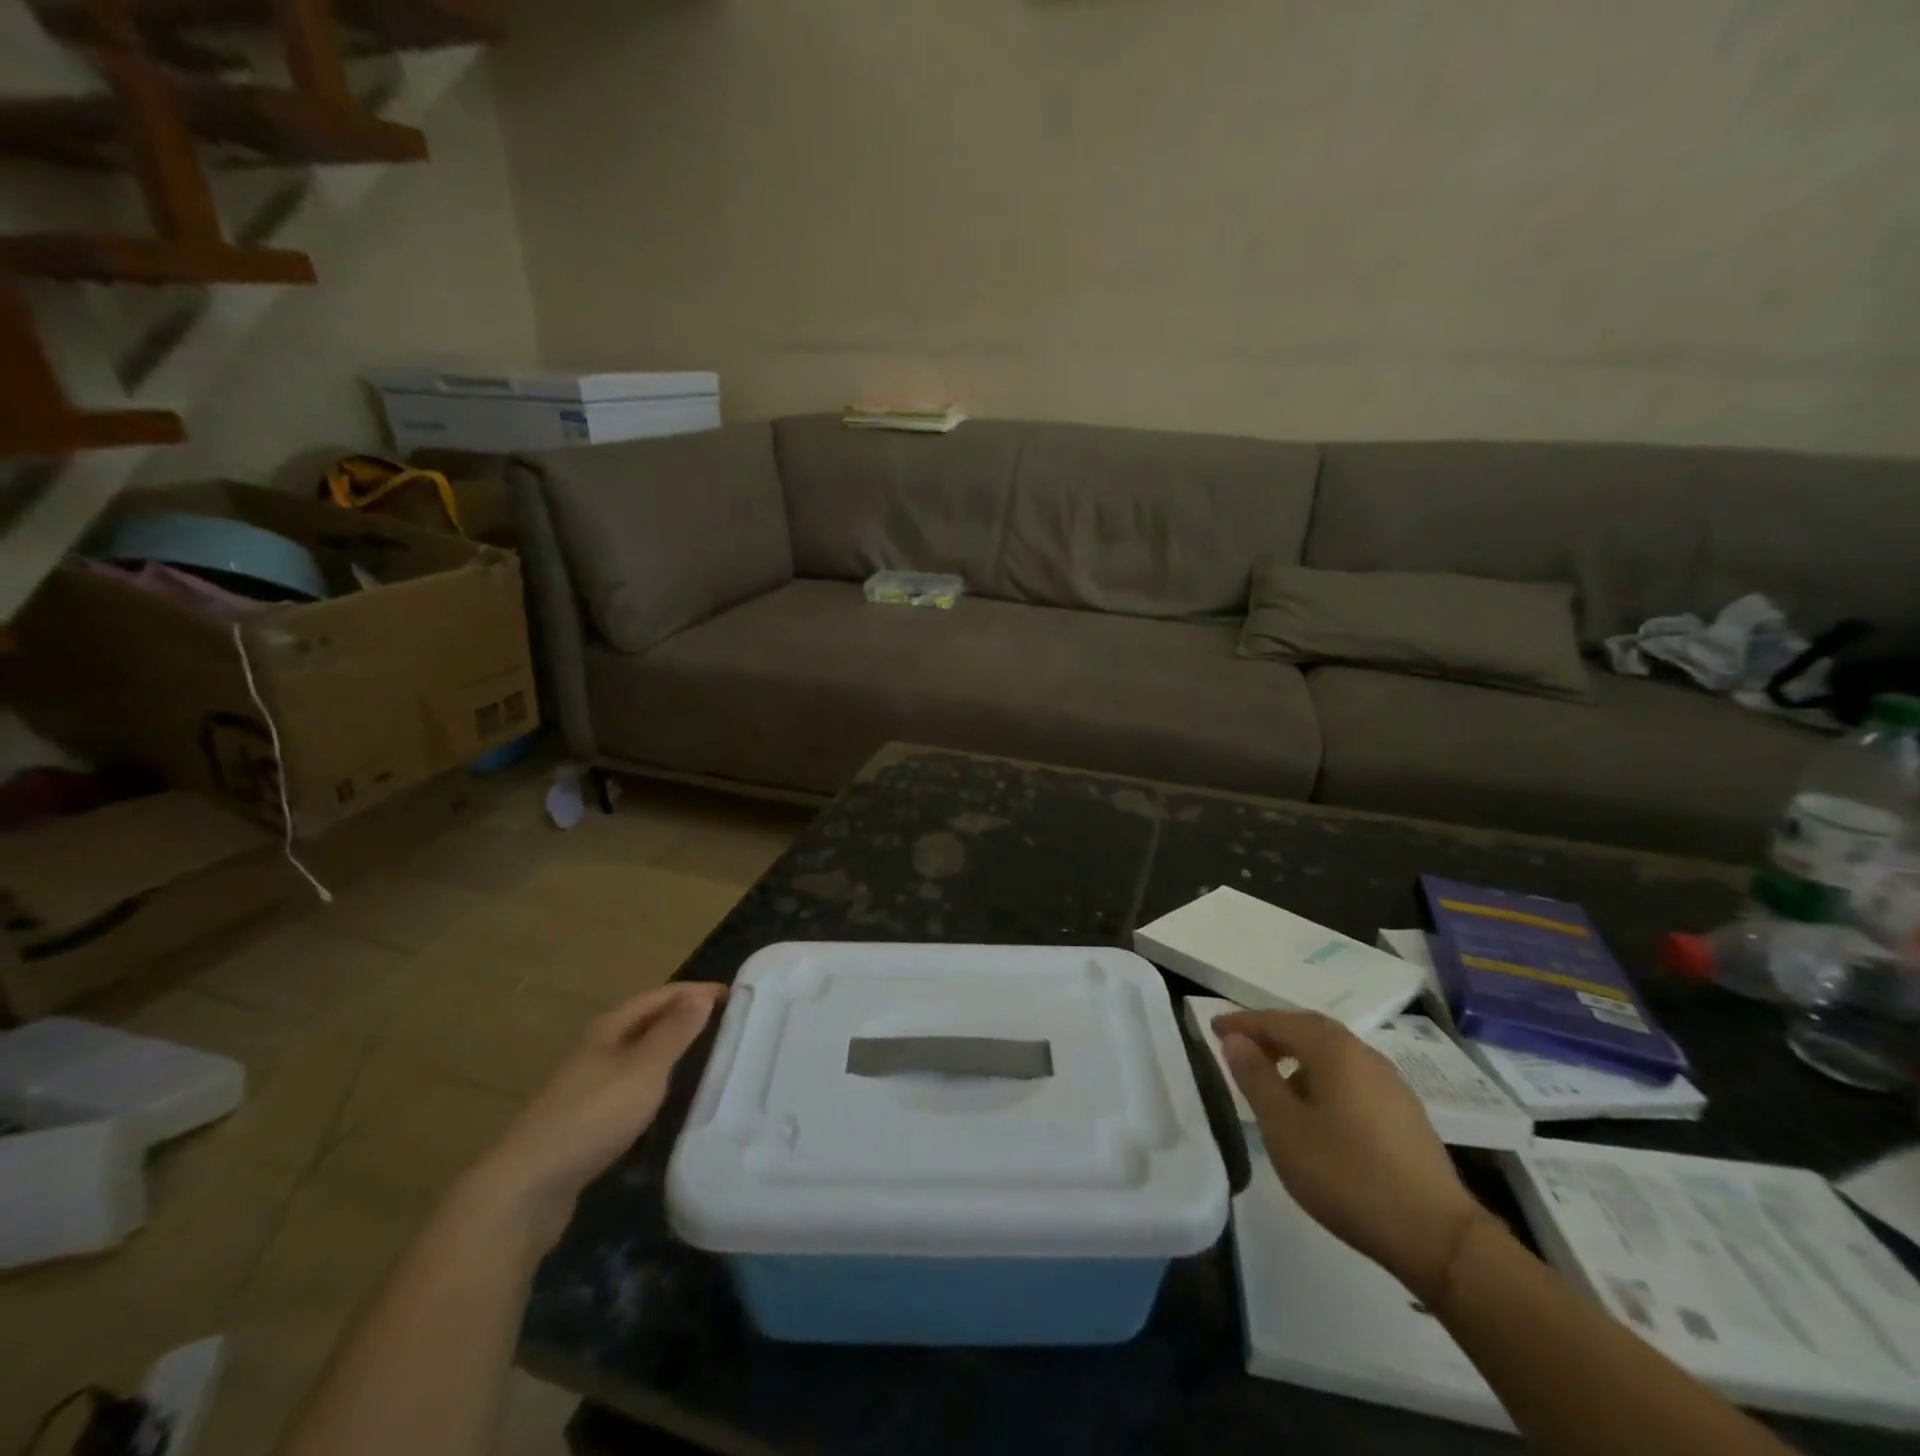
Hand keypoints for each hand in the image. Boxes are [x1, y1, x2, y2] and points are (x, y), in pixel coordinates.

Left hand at [466, 981, 724, 1247]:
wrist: (528, 1187)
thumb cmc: (594, 1115)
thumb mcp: (645, 1067)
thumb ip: (675, 1031)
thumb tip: (701, 994)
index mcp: (609, 1028)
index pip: (660, 996)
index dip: (696, 992)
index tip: (736, 996)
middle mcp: (596, 1049)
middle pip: (647, 1024)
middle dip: (684, 1020)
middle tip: (727, 1027)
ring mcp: (588, 1087)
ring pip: (639, 1058)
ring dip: (671, 1055)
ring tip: (708, 1061)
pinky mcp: (586, 1122)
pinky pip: (631, 1090)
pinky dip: (656, 1087)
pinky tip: (671, 1104)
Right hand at [1214, 1008, 1487, 1301]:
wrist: (1437, 1236)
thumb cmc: (1347, 1175)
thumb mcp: (1284, 1128)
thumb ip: (1255, 1078)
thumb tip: (1236, 1040)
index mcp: (1333, 1050)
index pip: (1277, 1021)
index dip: (1243, 1023)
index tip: (1214, 1029)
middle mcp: (1363, 1054)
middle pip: (1309, 1029)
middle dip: (1272, 1034)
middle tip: (1242, 1048)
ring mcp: (1390, 1082)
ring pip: (1333, 1053)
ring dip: (1298, 1056)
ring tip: (1274, 1082)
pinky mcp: (1404, 1111)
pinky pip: (1351, 1076)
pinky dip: (1323, 1077)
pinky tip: (1316, 1110)